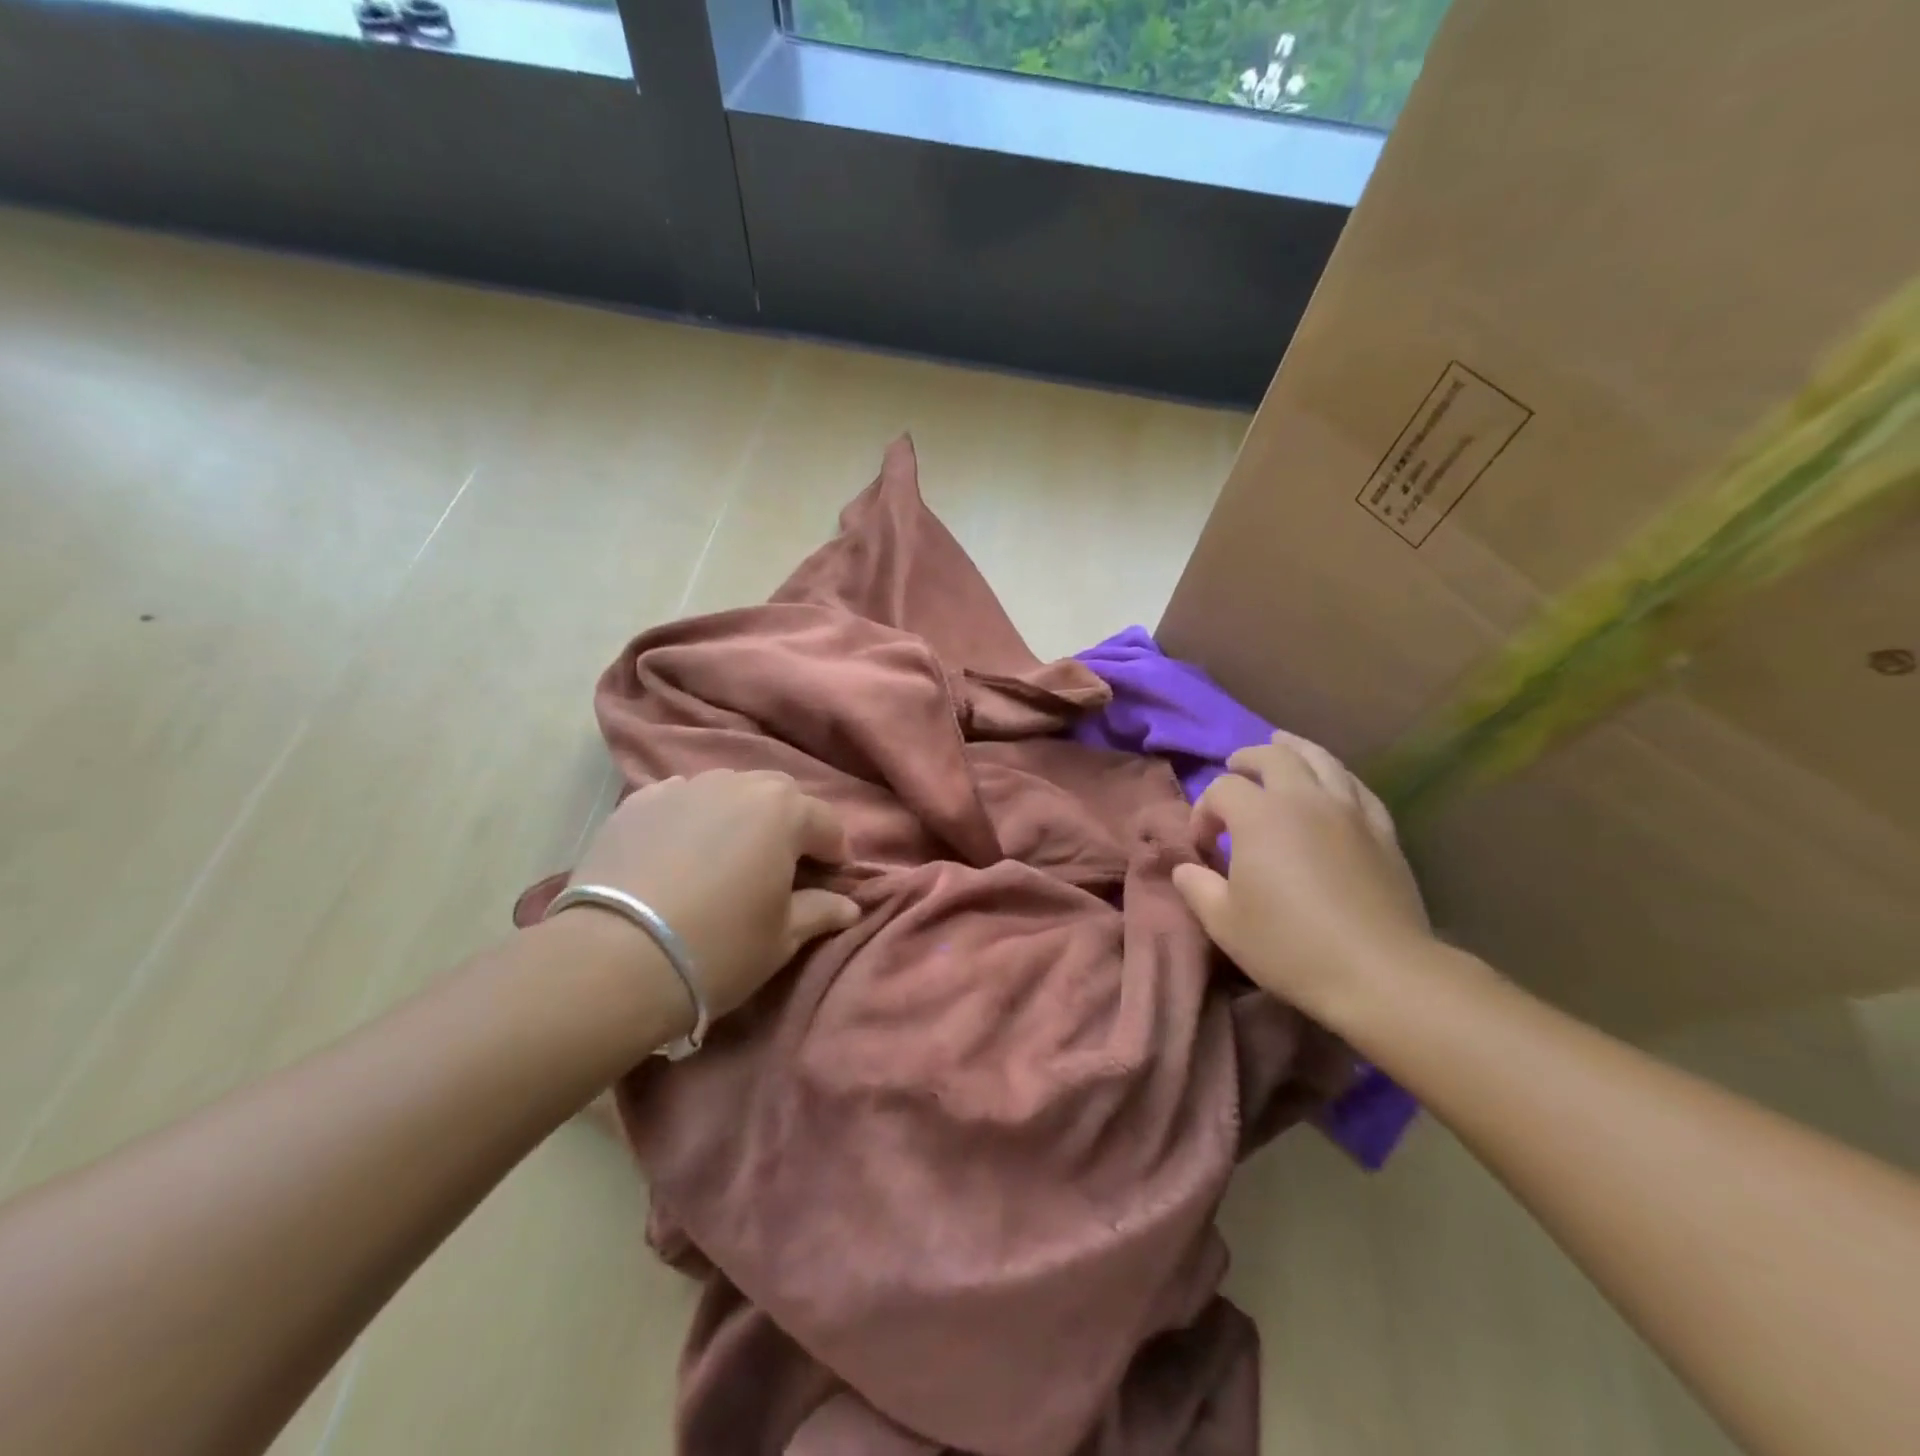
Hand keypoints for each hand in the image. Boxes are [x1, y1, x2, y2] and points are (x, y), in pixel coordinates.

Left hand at [566, 770, 859, 1019]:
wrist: (613, 960)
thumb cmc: (718, 948)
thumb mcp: (782, 938)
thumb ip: (821, 911)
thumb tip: (849, 906)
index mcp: (783, 810)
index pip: (827, 824)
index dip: (834, 855)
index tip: (829, 882)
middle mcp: (737, 784)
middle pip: (779, 796)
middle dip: (788, 826)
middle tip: (780, 867)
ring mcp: (682, 788)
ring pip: (728, 792)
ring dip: (739, 817)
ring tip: (727, 857)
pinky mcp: (636, 803)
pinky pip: (680, 801)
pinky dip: (691, 819)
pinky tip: (680, 852)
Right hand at [1172, 731, 1431, 1021]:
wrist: (1379, 973)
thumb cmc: (1290, 946)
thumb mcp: (1224, 922)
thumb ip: (1197, 887)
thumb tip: (1186, 868)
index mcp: (1259, 816)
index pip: (1222, 789)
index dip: (1204, 811)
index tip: (1204, 847)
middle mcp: (1304, 799)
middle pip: (1274, 756)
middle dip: (1247, 759)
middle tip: (1235, 770)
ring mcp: (1349, 811)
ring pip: (1321, 759)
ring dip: (1295, 749)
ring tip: (1282, 746)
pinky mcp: (1383, 830)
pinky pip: (1357, 786)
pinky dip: (1336, 775)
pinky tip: (1332, 783)